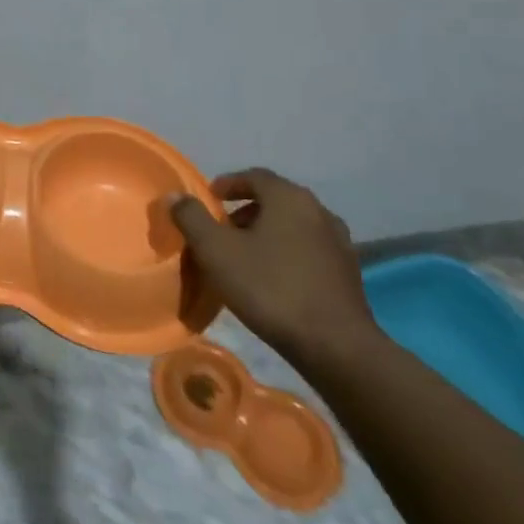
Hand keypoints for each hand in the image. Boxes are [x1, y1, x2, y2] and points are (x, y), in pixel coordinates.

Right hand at [169, 167, 377, 369]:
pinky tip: (273, 280)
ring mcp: (339, 243)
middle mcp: (319, 211)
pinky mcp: (348, 273)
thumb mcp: (216, 251)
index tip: (209, 200)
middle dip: (244, 211)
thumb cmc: (270, 288)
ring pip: (293, 226)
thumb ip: (191, 217)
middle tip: (221, 231)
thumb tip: (176, 196)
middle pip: (275, 200)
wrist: (336, 347)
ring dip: (267, 233)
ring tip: (244, 257)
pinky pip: (308, 250)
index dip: (227, 184)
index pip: (254, 176)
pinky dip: (287, 254)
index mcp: (289, 198)